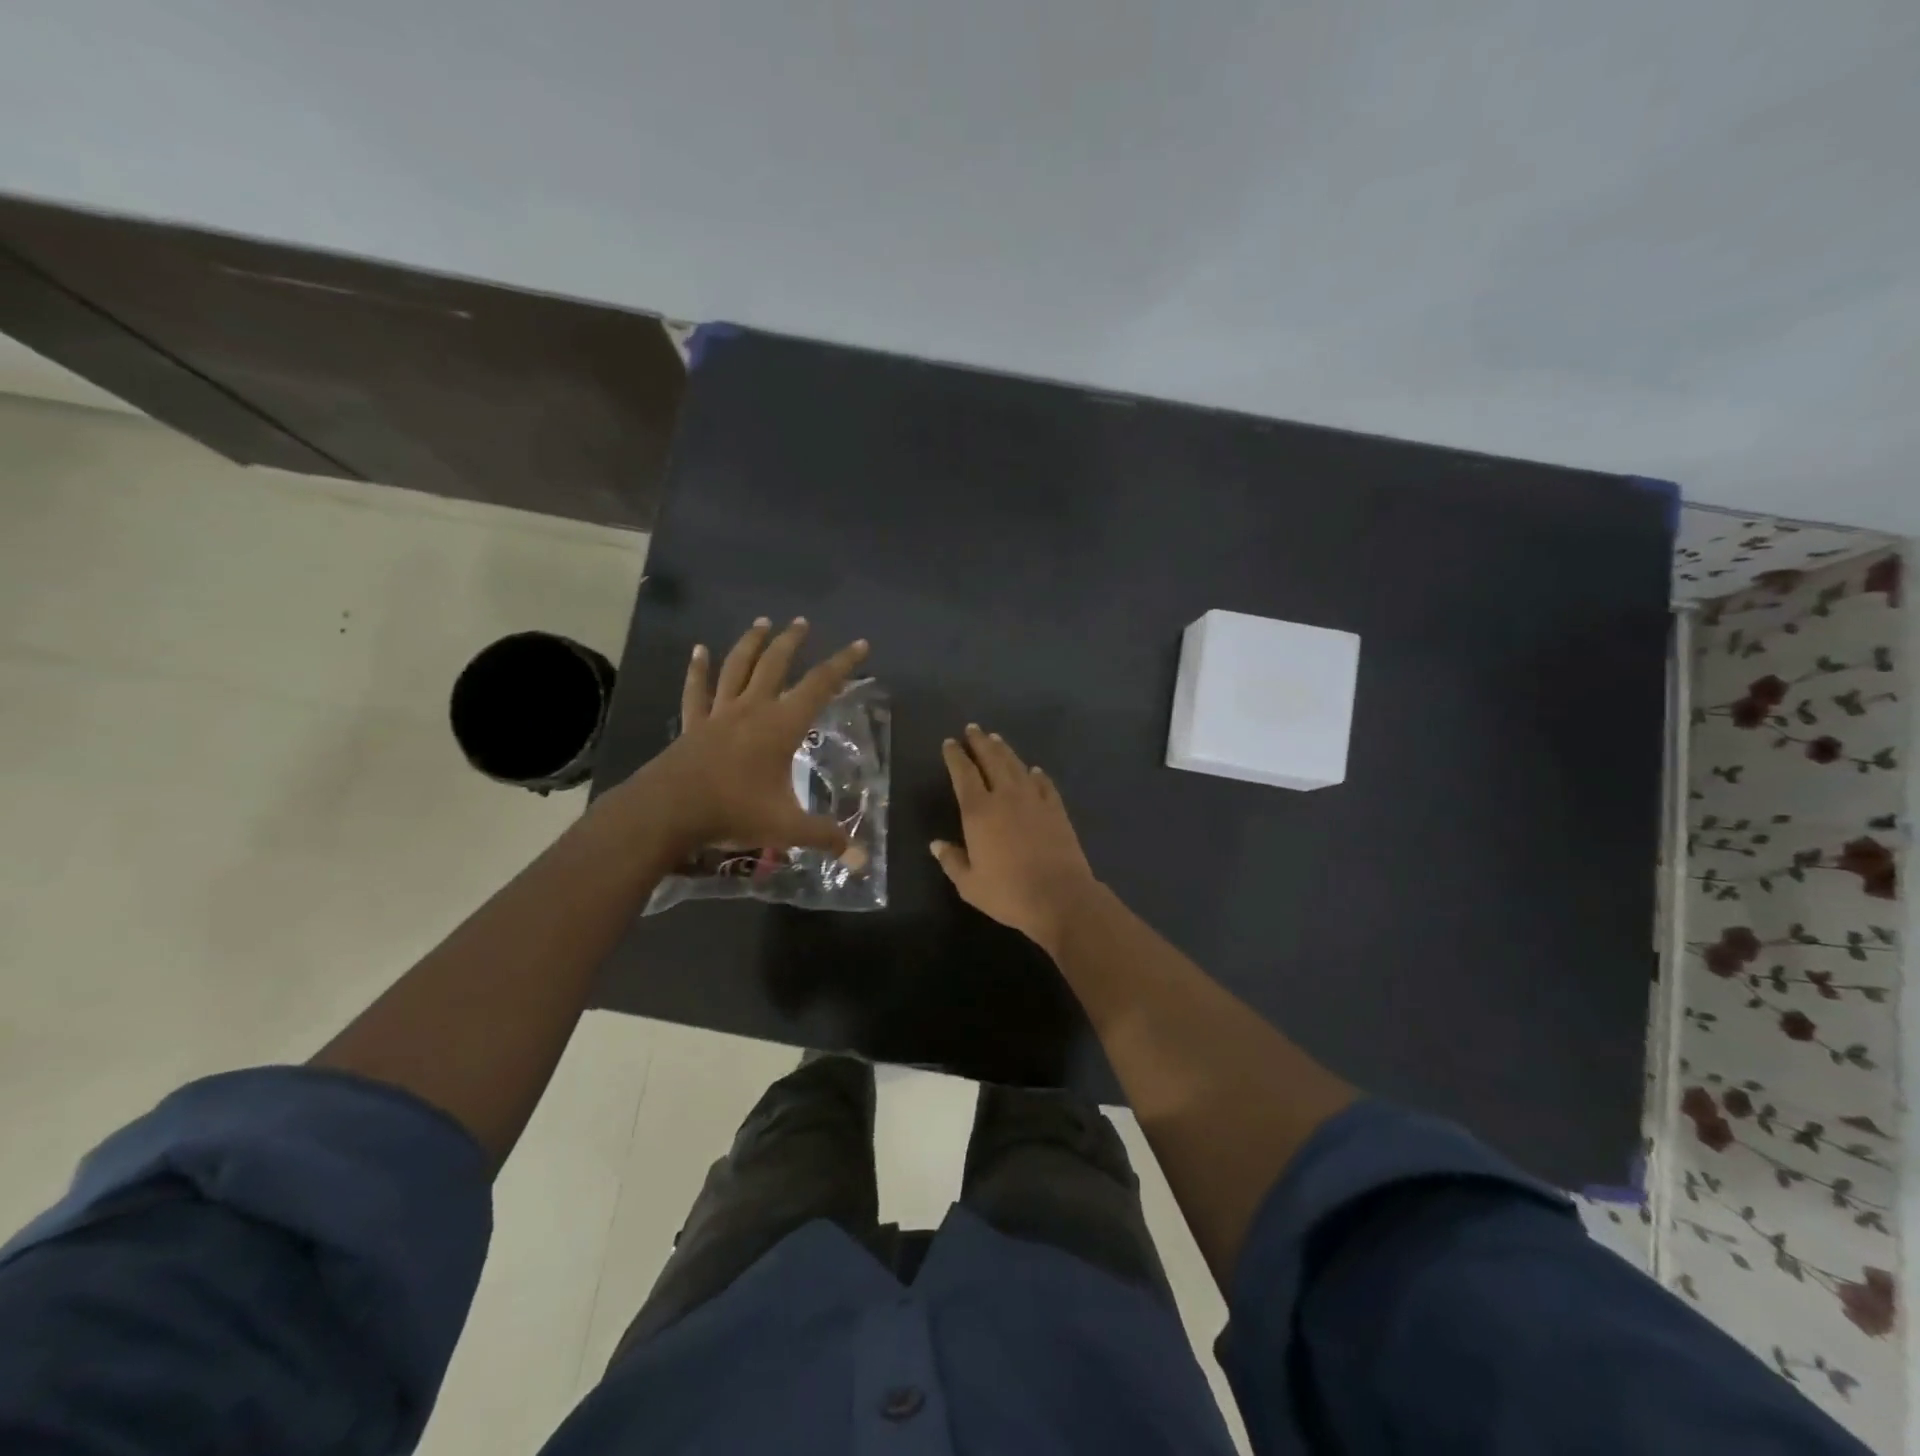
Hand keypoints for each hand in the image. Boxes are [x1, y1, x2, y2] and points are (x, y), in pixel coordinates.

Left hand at [623, 617, 868, 857]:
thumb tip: (860, 858)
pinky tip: (699, 650)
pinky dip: (698, 669)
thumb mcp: (786, 827)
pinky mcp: (693, 725)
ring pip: (737, 667)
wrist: (668, 811)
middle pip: (775, 664)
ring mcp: (719, 714)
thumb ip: (824, 837)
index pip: (820, 685)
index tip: (861, 644)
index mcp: (781, 725)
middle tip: (802, 623)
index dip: (843, 664)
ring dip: (751, 643)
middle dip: (792, 641)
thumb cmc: (733, 812)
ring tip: (762, 623)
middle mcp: (752, 709)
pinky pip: (697, 690)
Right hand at [932, 724, 1099, 955]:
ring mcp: (1034, 800)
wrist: (1060, 897)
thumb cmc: (1008, 893)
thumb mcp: (970, 884)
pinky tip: (1034, 770)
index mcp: (979, 811)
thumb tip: (936, 844)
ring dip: (1005, 751)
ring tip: (996, 739)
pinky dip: (1036, 774)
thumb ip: (952, 861)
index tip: (950, 743)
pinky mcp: (1056, 809)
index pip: (963, 774)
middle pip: (991, 760)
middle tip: (973, 729)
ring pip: (1017, 766)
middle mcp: (1006, 796)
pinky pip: (1044, 784)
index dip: (955, 756)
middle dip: (980, 742)